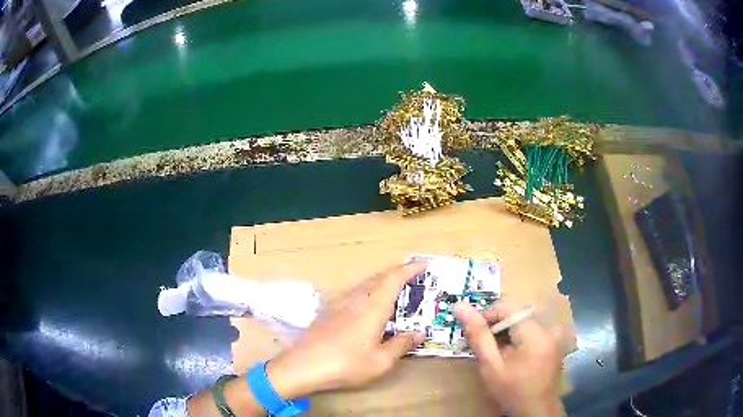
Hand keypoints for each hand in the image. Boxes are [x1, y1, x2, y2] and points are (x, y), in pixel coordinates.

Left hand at [266, 263, 425, 398]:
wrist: (303, 365)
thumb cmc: (345, 365)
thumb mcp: (380, 361)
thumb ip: (400, 344)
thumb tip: (419, 333)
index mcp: (372, 308)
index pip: (393, 279)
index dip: (409, 269)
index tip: (423, 263)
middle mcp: (356, 299)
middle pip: (378, 277)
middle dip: (397, 273)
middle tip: (413, 276)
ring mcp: (339, 304)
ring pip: (364, 284)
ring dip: (381, 281)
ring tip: (393, 289)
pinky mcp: (329, 311)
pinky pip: (354, 292)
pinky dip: (367, 290)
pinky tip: (366, 305)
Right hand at [455, 300, 565, 416]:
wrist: (537, 411)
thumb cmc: (512, 391)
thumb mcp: (491, 366)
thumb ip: (478, 335)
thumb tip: (460, 306)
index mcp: (536, 332)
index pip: (507, 307)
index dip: (487, 315)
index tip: (474, 333)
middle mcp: (550, 326)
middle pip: (516, 311)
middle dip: (497, 323)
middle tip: (484, 344)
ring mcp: (555, 332)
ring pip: (524, 318)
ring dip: (507, 329)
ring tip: (496, 350)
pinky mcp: (555, 339)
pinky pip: (533, 326)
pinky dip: (518, 334)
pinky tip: (511, 352)